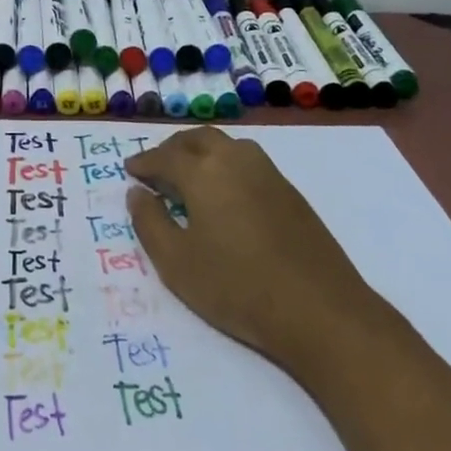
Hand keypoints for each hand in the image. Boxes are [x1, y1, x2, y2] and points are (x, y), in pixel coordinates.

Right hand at [126, 127, 382, 362]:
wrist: (321, 311)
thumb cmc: (237, 287)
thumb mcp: (176, 262)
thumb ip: (149, 222)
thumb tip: (137, 193)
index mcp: (203, 171)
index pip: (164, 156)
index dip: (143, 162)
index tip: (129, 170)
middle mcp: (235, 159)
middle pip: (197, 139)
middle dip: (172, 149)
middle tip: (156, 167)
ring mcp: (267, 173)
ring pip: (226, 145)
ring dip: (201, 151)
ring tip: (189, 174)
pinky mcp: (290, 191)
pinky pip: (247, 161)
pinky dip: (225, 164)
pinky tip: (225, 192)